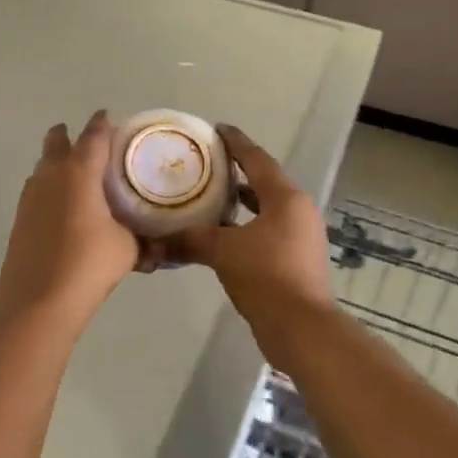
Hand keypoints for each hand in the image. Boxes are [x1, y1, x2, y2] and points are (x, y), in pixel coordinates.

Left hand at [0, 111, 147, 324]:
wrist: (38, 301)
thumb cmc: (88, 265)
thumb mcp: (127, 249)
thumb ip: (143, 240)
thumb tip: (158, 246)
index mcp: (80, 172)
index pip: (93, 136)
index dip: (102, 124)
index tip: (107, 116)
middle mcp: (51, 176)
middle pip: (57, 142)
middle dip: (69, 136)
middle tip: (88, 144)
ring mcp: (31, 196)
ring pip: (44, 166)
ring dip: (58, 162)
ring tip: (79, 176)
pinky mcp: (21, 218)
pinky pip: (38, 190)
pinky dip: (51, 188)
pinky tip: (64, 207)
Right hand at [164, 126, 333, 334]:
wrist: (302, 328)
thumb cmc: (266, 276)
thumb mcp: (223, 252)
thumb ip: (190, 240)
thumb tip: (155, 240)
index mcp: (285, 198)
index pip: (257, 159)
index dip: (235, 142)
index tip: (216, 129)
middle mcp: (298, 210)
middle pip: (264, 182)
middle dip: (236, 172)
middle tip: (206, 165)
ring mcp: (302, 236)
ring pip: (267, 208)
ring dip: (241, 202)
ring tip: (210, 197)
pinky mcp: (298, 259)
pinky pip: (269, 230)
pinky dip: (247, 226)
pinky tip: (223, 236)